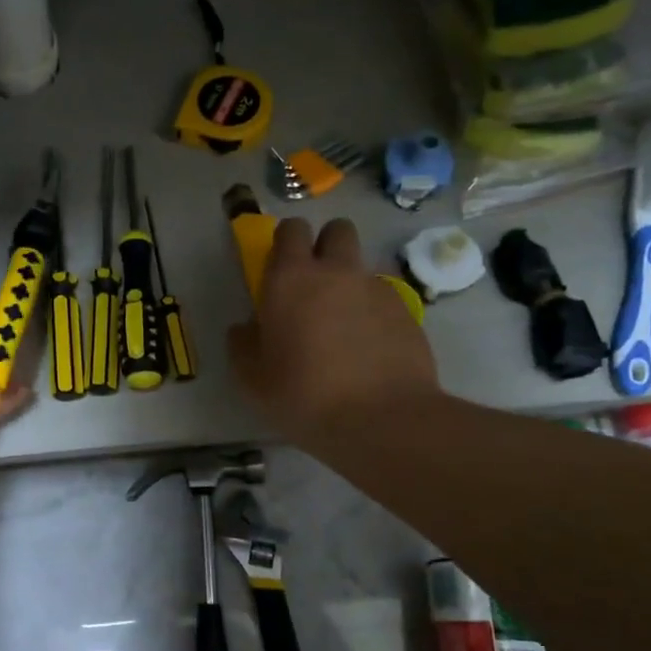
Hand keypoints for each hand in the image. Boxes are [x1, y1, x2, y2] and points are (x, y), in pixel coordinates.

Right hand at [227, 218, 438, 439]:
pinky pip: (383, 299)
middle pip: (337, 230)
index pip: (291, 230)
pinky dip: (373, 313)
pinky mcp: (407, 312)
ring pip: (361, 267)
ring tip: (343, 326)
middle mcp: (336, 272)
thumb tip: (246, 328)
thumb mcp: (253, 380)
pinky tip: (368, 350)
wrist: (382, 420)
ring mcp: (376, 289)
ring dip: (349, 283)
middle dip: (325, 245)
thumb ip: (243, 345)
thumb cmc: (303, 396)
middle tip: (314, 283)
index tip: (279, 268)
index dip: (286, 242)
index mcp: (291, 280)